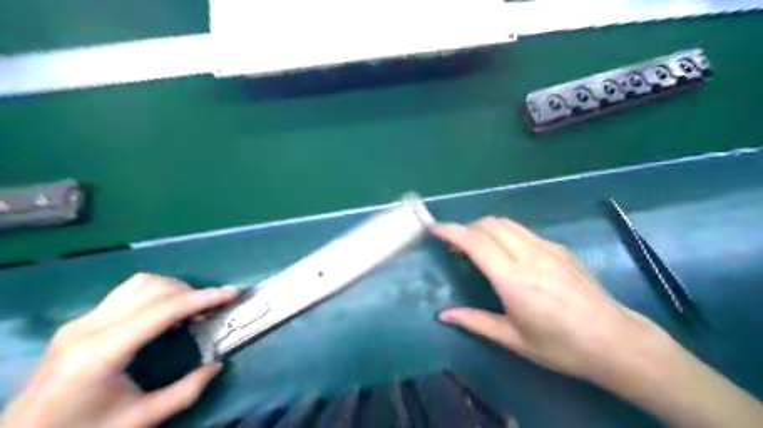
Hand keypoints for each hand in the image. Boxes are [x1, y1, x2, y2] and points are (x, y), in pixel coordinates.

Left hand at [0, 274, 236, 427]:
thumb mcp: (140, 420)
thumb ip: (186, 391)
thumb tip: (217, 364)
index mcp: (101, 353)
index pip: (163, 310)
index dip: (202, 298)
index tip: (232, 292)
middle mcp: (87, 328)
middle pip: (153, 290)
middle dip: (191, 293)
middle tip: (213, 310)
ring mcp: (80, 321)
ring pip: (140, 284)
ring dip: (174, 289)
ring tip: (191, 309)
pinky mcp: (78, 322)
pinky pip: (126, 292)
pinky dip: (155, 293)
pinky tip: (164, 313)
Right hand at [436, 217, 762, 427]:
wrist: (615, 341)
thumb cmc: (560, 346)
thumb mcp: (512, 339)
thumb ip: (475, 321)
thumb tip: (443, 315)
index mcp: (513, 279)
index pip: (475, 241)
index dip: (451, 231)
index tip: (434, 230)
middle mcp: (528, 255)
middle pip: (489, 224)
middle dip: (466, 228)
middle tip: (455, 246)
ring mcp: (547, 248)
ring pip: (506, 223)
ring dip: (484, 227)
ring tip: (477, 246)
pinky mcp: (559, 248)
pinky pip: (523, 230)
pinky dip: (504, 232)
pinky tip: (505, 252)